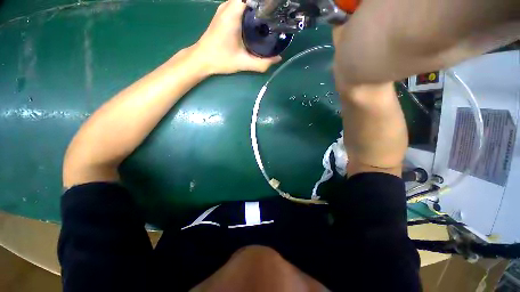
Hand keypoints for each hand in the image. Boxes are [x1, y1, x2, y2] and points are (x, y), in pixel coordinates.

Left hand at [189, 0, 281, 74]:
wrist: (202, 59)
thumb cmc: (220, 60)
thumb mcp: (243, 63)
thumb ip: (261, 63)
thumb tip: (278, 59)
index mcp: (233, 12)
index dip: (267, 4)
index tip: (276, 11)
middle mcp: (229, 5)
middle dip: (264, 7)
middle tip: (274, 18)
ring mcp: (225, 7)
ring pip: (246, 1)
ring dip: (257, 8)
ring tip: (267, 20)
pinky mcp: (224, 12)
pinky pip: (240, 4)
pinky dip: (250, 10)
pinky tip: (256, 22)